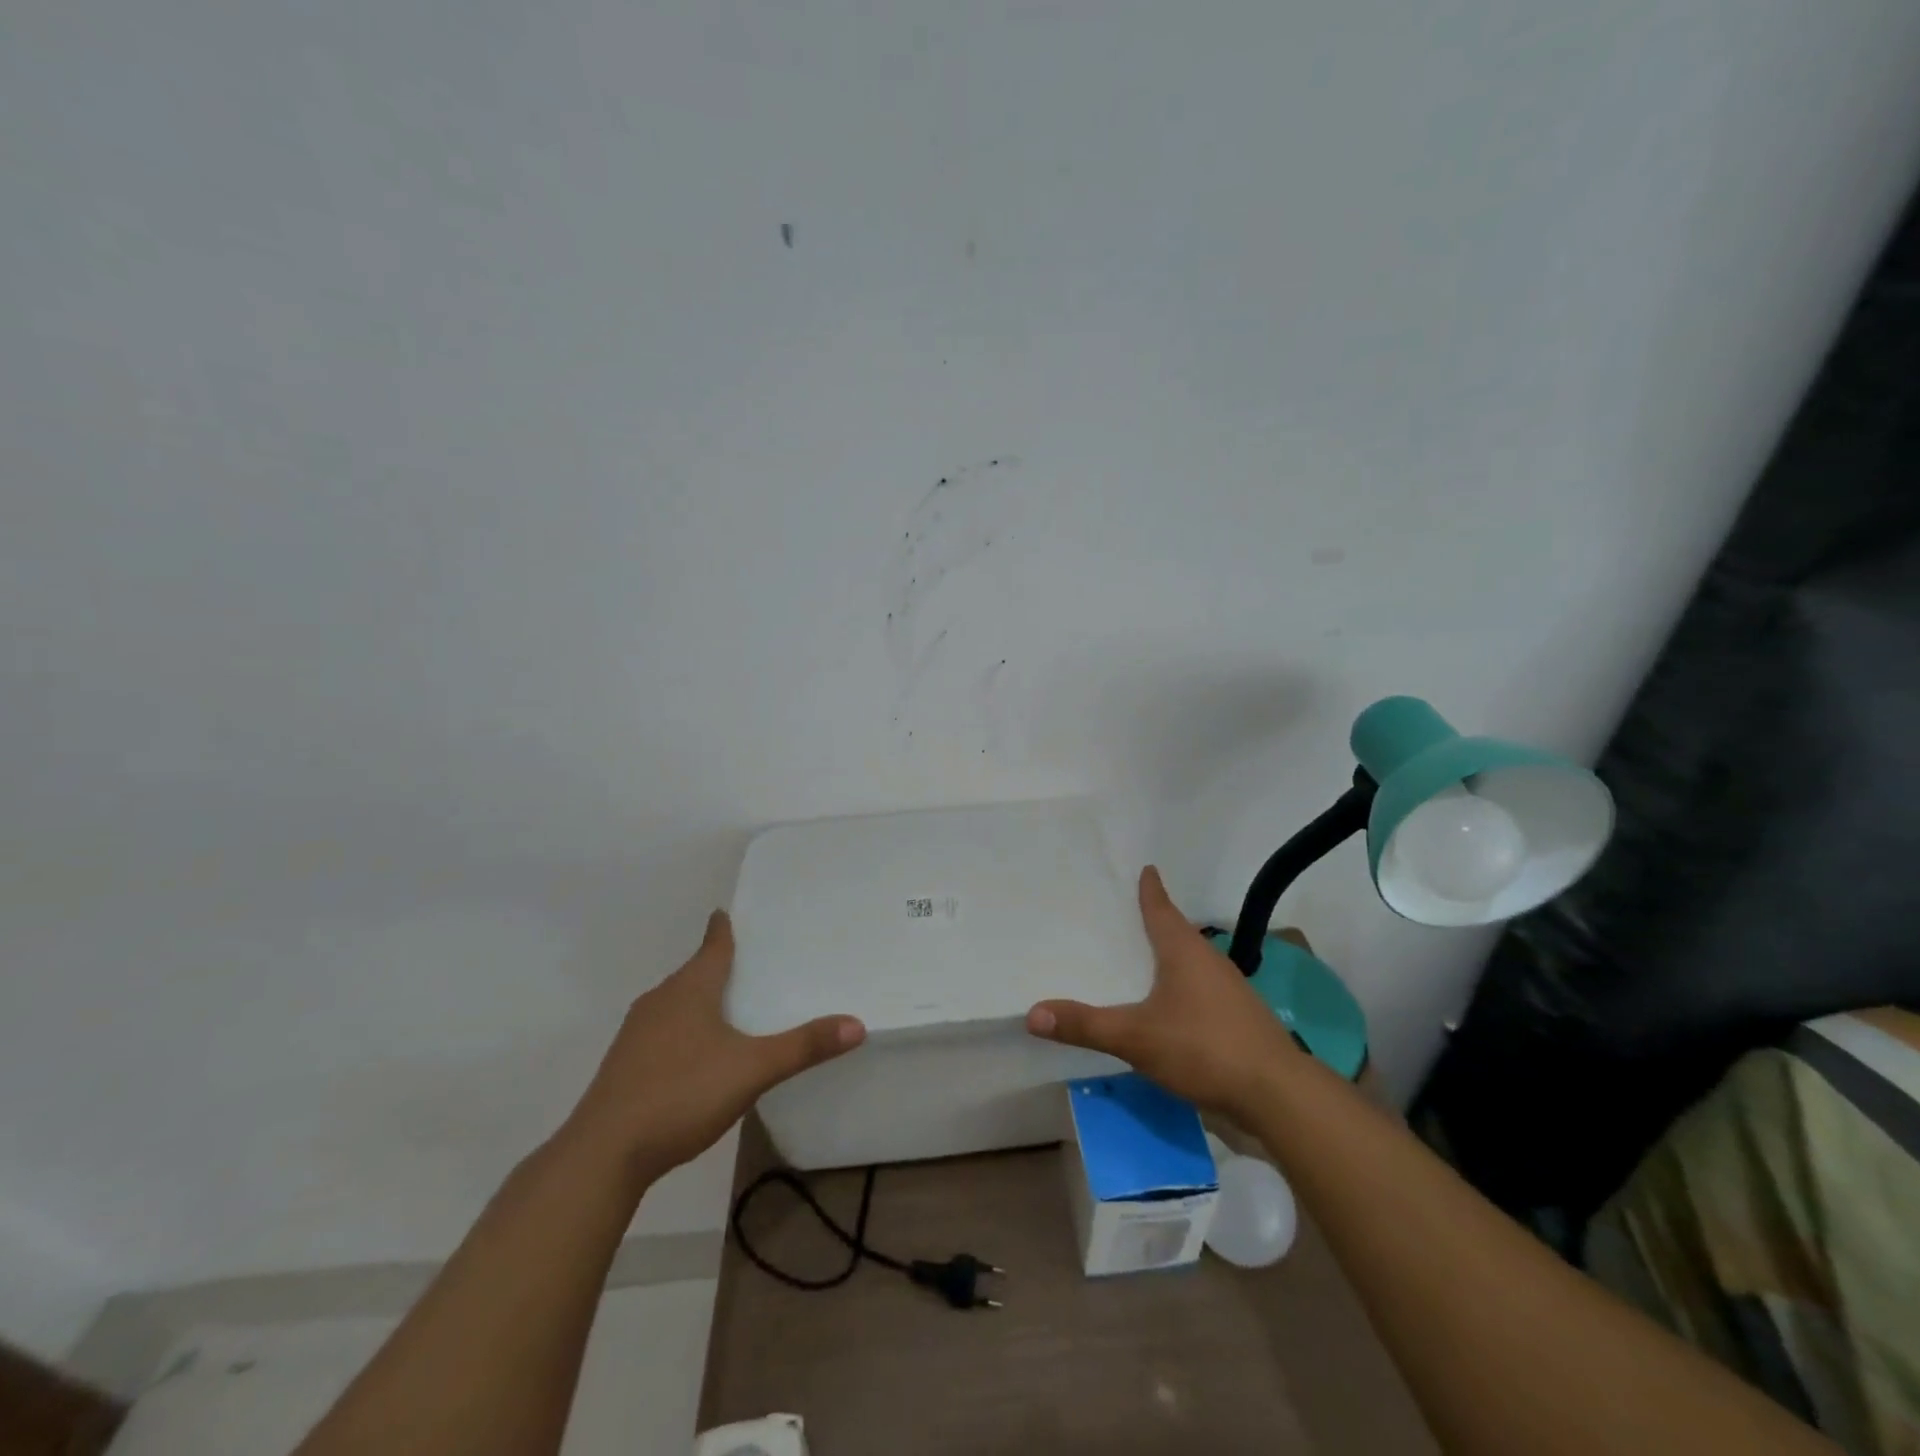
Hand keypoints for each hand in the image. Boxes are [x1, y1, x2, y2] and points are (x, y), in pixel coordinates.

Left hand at [564, 910, 864, 1179]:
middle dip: (717, 966)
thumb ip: (803, 1047)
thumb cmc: (680, 1094)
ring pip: (675, 1003)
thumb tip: (857, 1024)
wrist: (602, 1155)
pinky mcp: (624, 1066)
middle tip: (750, 964)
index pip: (712, 945)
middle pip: (693, 973)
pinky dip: (683, 1030)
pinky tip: (697, 1056)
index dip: (723, 928)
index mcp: (689, 989)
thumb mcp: (752, 1070)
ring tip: (729, 1008)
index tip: (728, 912)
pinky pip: (662, 1032)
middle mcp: (660, 1001)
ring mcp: (636, 1034)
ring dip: (700, 1000)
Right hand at [1027, 866, 1300, 1118]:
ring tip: (1145, 961)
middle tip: (1129, 917)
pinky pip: (1203, 991)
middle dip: (1157, 924)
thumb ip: (1085, 1025)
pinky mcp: (1240, 1020)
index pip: (1162, 909)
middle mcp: (1210, 962)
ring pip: (1193, 964)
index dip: (1151, 890)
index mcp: (1184, 952)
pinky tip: (1172, 1008)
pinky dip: (1183, 989)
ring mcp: (1231, 992)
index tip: (1147, 868)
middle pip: (1179, 934)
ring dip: (1171, 959)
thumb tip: (1032, 1014)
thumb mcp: (1136, 1037)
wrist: (1277, 1095)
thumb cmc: (1204, 1048)